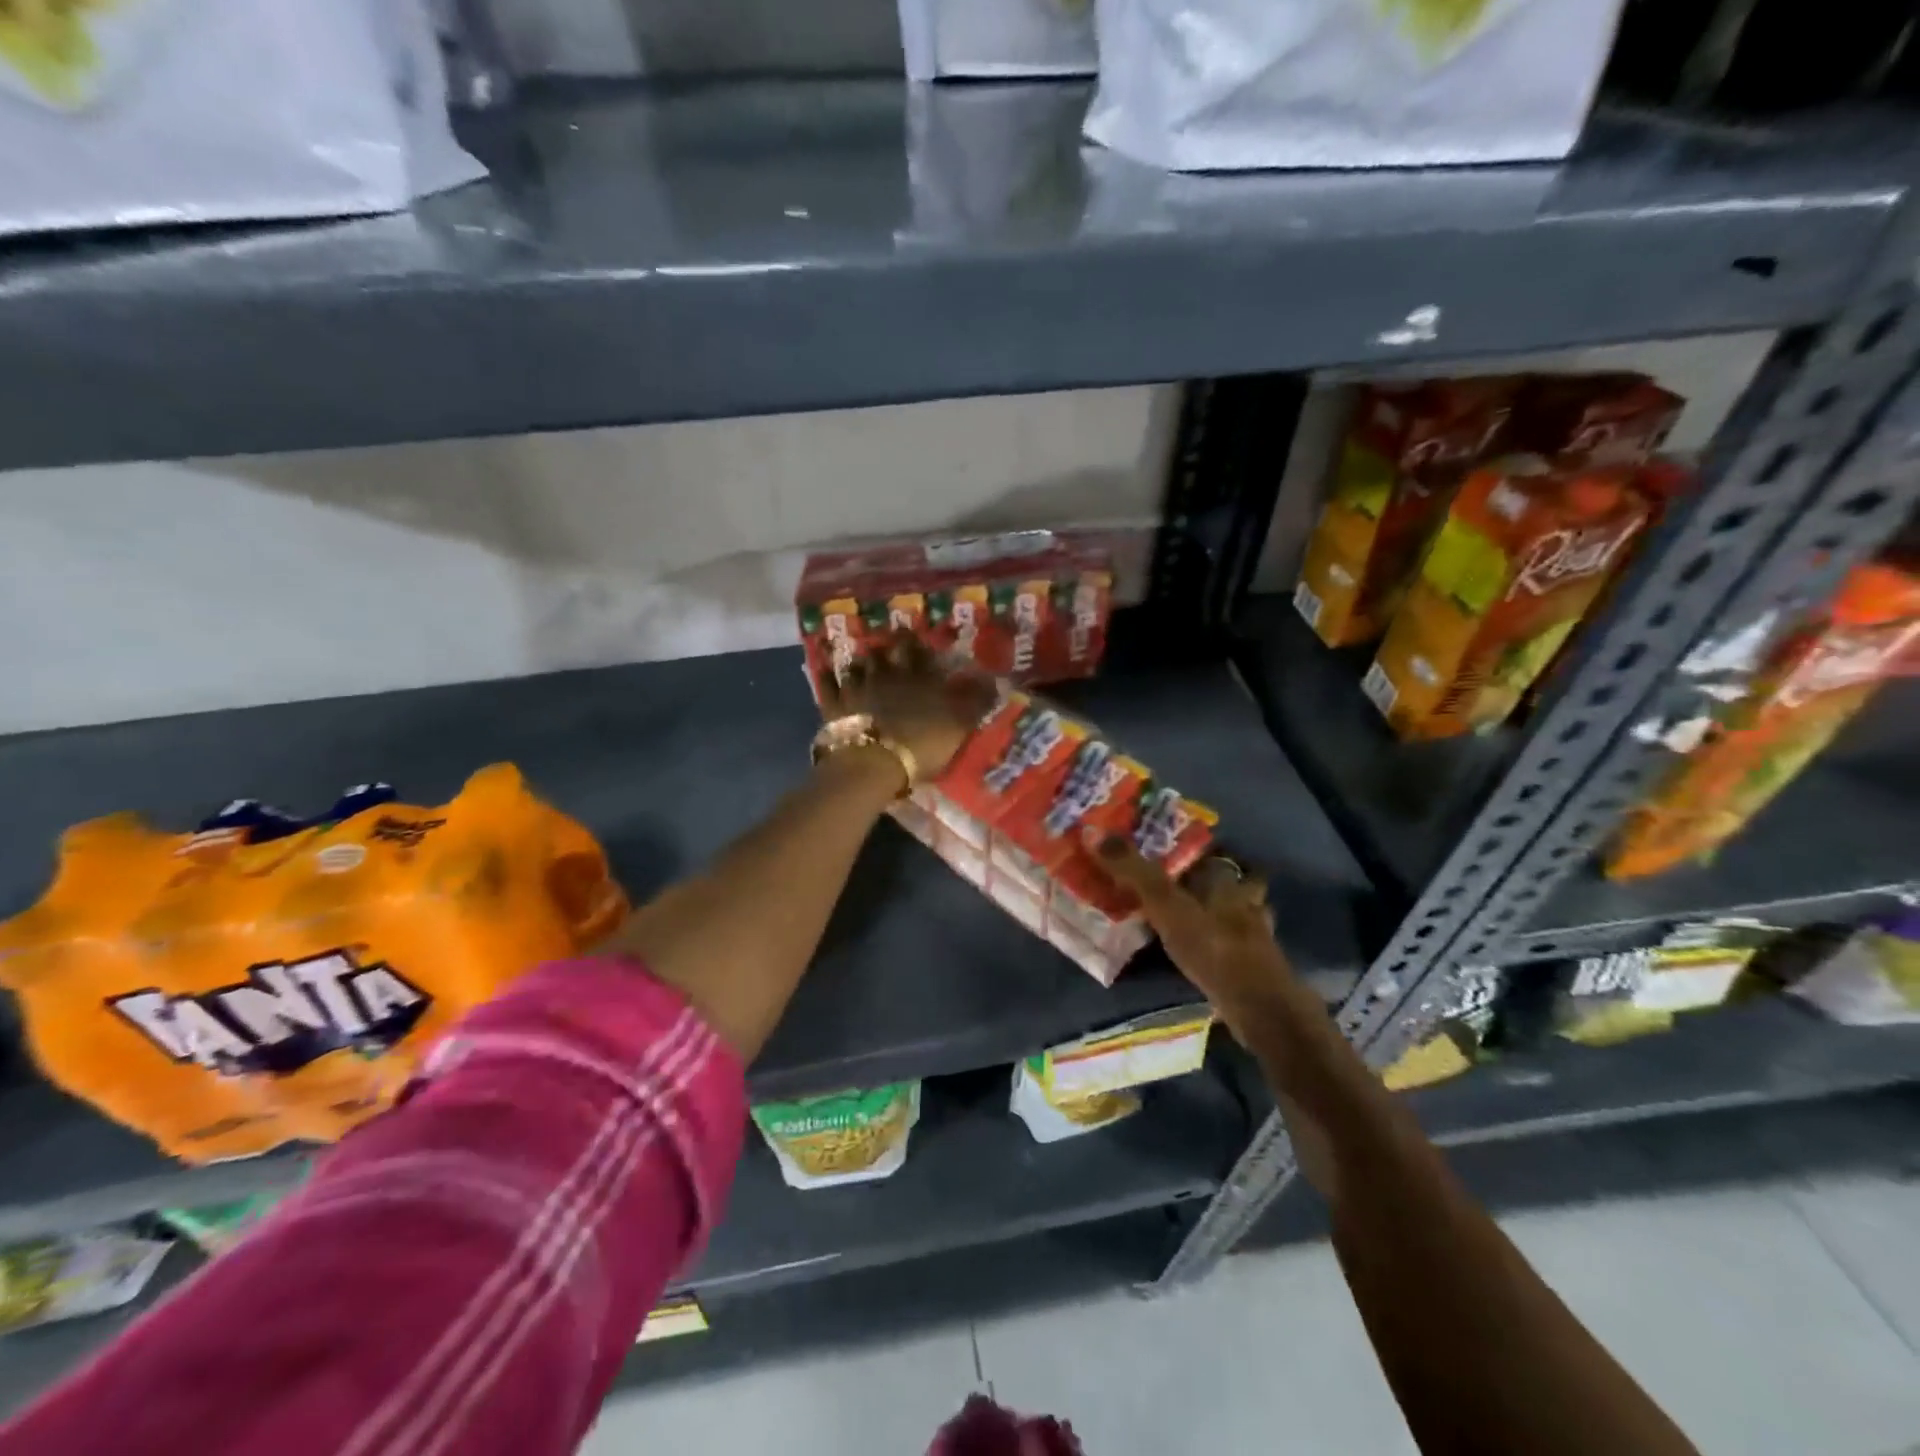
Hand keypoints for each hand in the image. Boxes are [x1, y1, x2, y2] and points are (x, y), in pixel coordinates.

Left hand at [825, 634, 997, 784]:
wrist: (875, 762)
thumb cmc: (922, 745)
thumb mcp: (960, 726)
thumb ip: (976, 702)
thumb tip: (993, 681)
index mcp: (919, 678)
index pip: (919, 652)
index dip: (917, 644)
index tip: (915, 638)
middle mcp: (887, 675)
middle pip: (886, 653)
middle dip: (889, 647)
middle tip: (890, 643)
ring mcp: (858, 687)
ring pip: (857, 665)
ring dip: (860, 661)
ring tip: (862, 660)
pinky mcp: (834, 705)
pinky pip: (827, 684)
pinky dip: (827, 676)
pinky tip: (825, 670)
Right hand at [1085, 835, 1305, 1034]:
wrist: (1258, 1007)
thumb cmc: (1213, 945)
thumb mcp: (1165, 905)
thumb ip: (1132, 870)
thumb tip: (1092, 831)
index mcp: (1228, 881)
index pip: (1216, 853)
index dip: (1198, 848)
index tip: (1172, 848)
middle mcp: (1245, 902)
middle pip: (1229, 882)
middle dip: (1207, 882)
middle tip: (1174, 882)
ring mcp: (1254, 937)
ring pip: (1234, 914)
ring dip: (1214, 914)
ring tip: (1184, 917)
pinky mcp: (1251, 967)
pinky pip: (1230, 947)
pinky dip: (1216, 946)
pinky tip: (1197, 953)